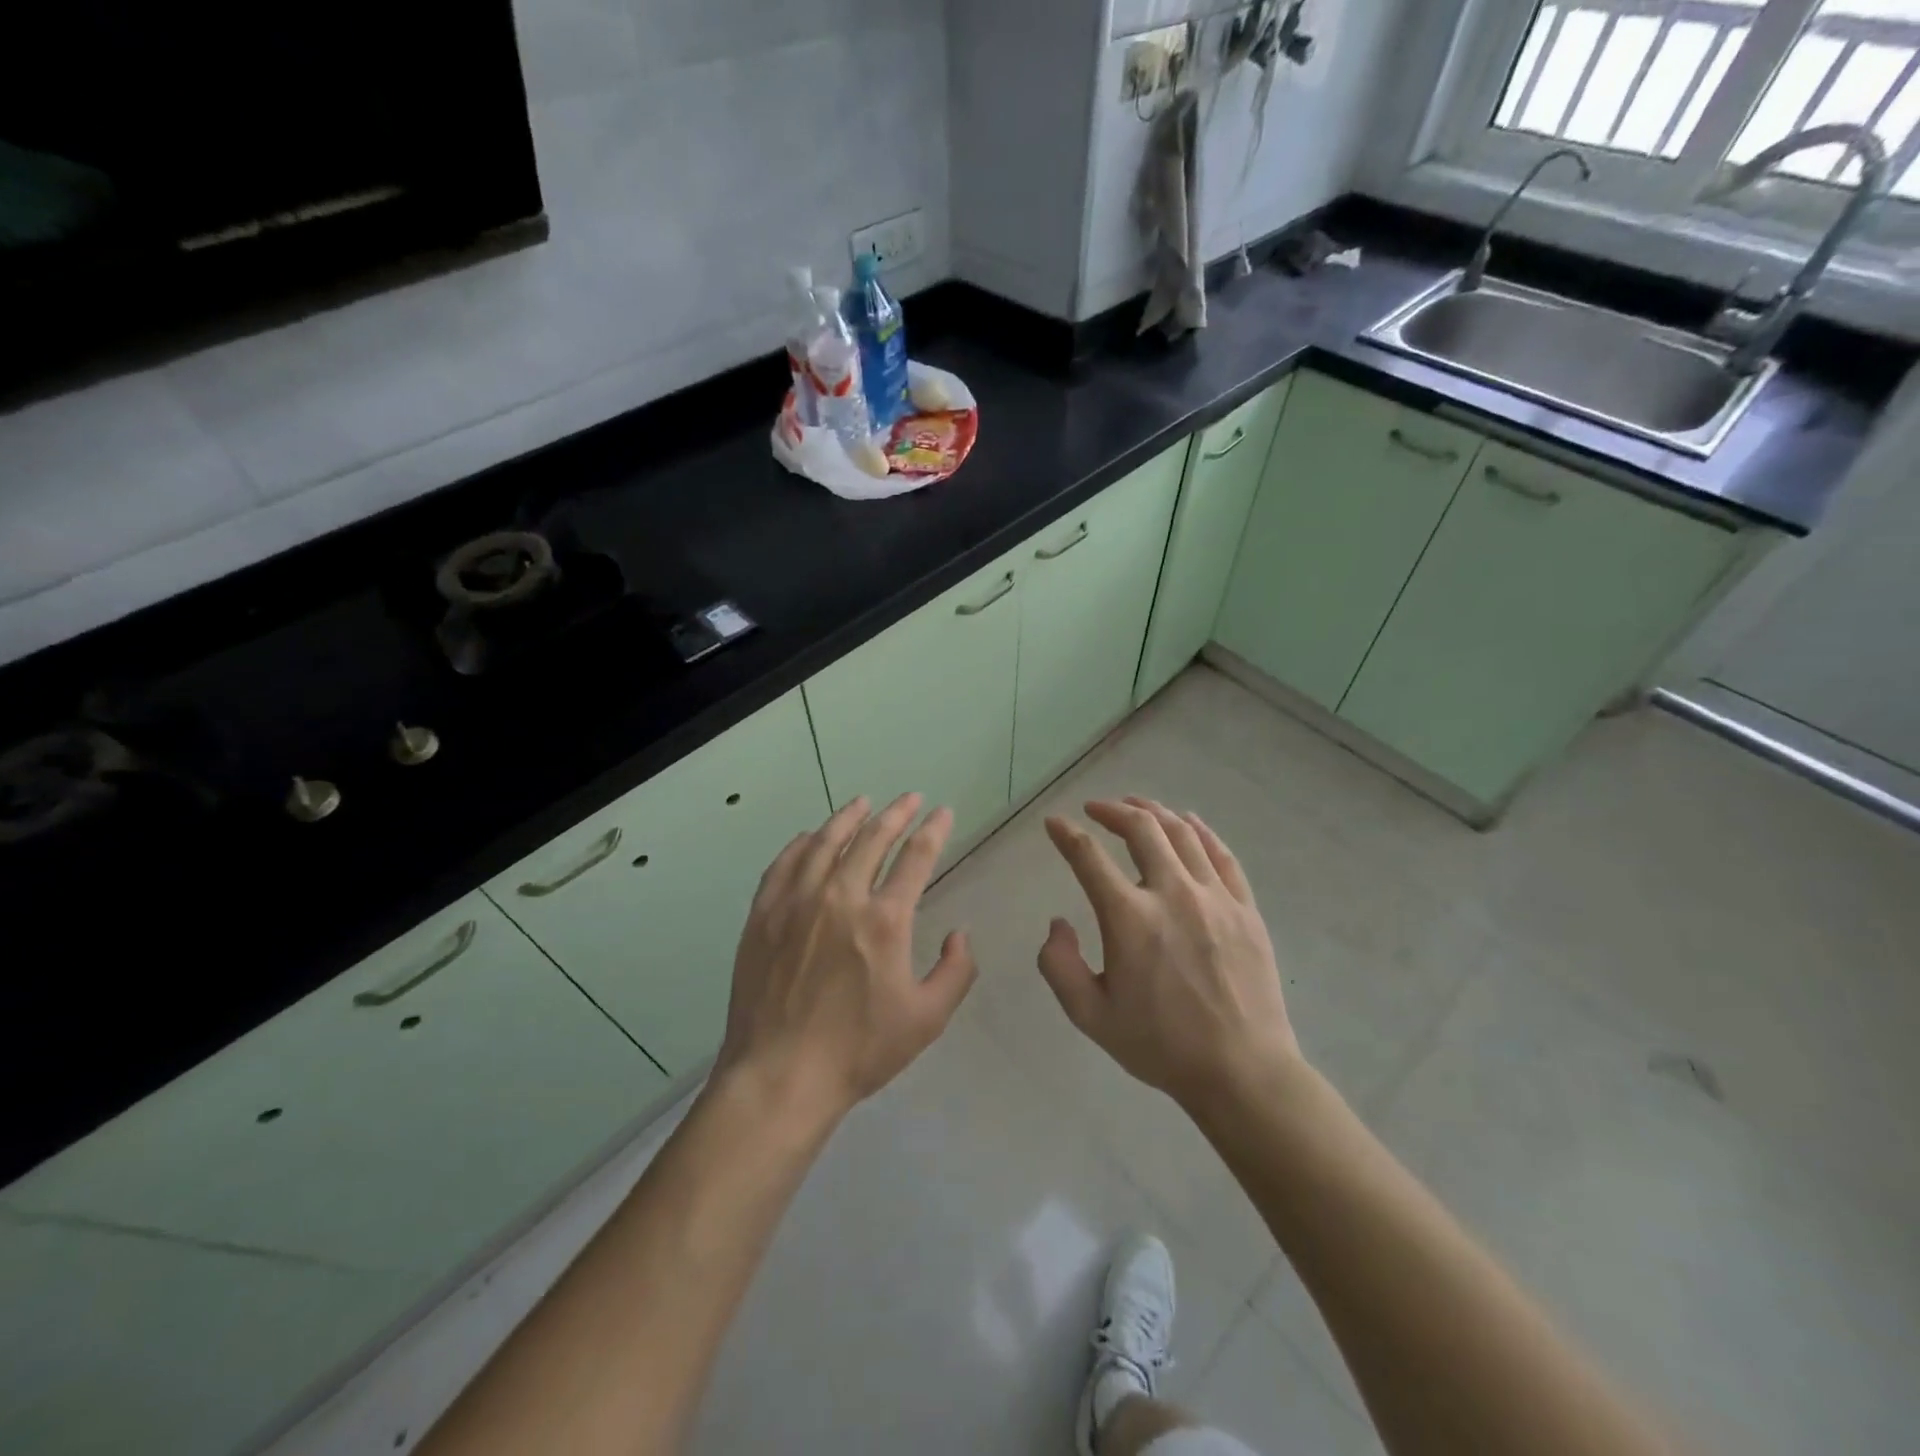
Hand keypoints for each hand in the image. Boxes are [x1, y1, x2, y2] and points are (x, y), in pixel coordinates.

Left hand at [716, 793, 976, 1124]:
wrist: (780, 1076)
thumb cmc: (859, 1050)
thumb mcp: (927, 1019)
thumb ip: (955, 971)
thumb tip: (960, 934)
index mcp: (885, 920)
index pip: (916, 858)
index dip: (933, 830)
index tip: (943, 812)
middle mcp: (841, 897)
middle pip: (872, 839)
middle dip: (896, 813)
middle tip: (909, 798)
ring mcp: (797, 902)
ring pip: (826, 843)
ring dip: (848, 818)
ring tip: (863, 802)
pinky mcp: (764, 915)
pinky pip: (785, 864)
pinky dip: (802, 844)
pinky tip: (811, 837)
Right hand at [1038, 798, 1300, 1112]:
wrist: (1241, 1071)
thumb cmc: (1160, 1045)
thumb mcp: (1090, 1015)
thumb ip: (1059, 965)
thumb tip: (1058, 923)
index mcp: (1129, 918)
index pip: (1088, 857)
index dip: (1066, 834)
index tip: (1054, 824)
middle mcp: (1171, 893)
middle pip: (1141, 828)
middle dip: (1113, 810)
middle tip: (1096, 808)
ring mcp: (1214, 897)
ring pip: (1182, 833)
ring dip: (1154, 812)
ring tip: (1136, 806)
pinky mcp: (1245, 908)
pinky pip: (1221, 854)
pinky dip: (1200, 830)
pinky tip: (1188, 823)